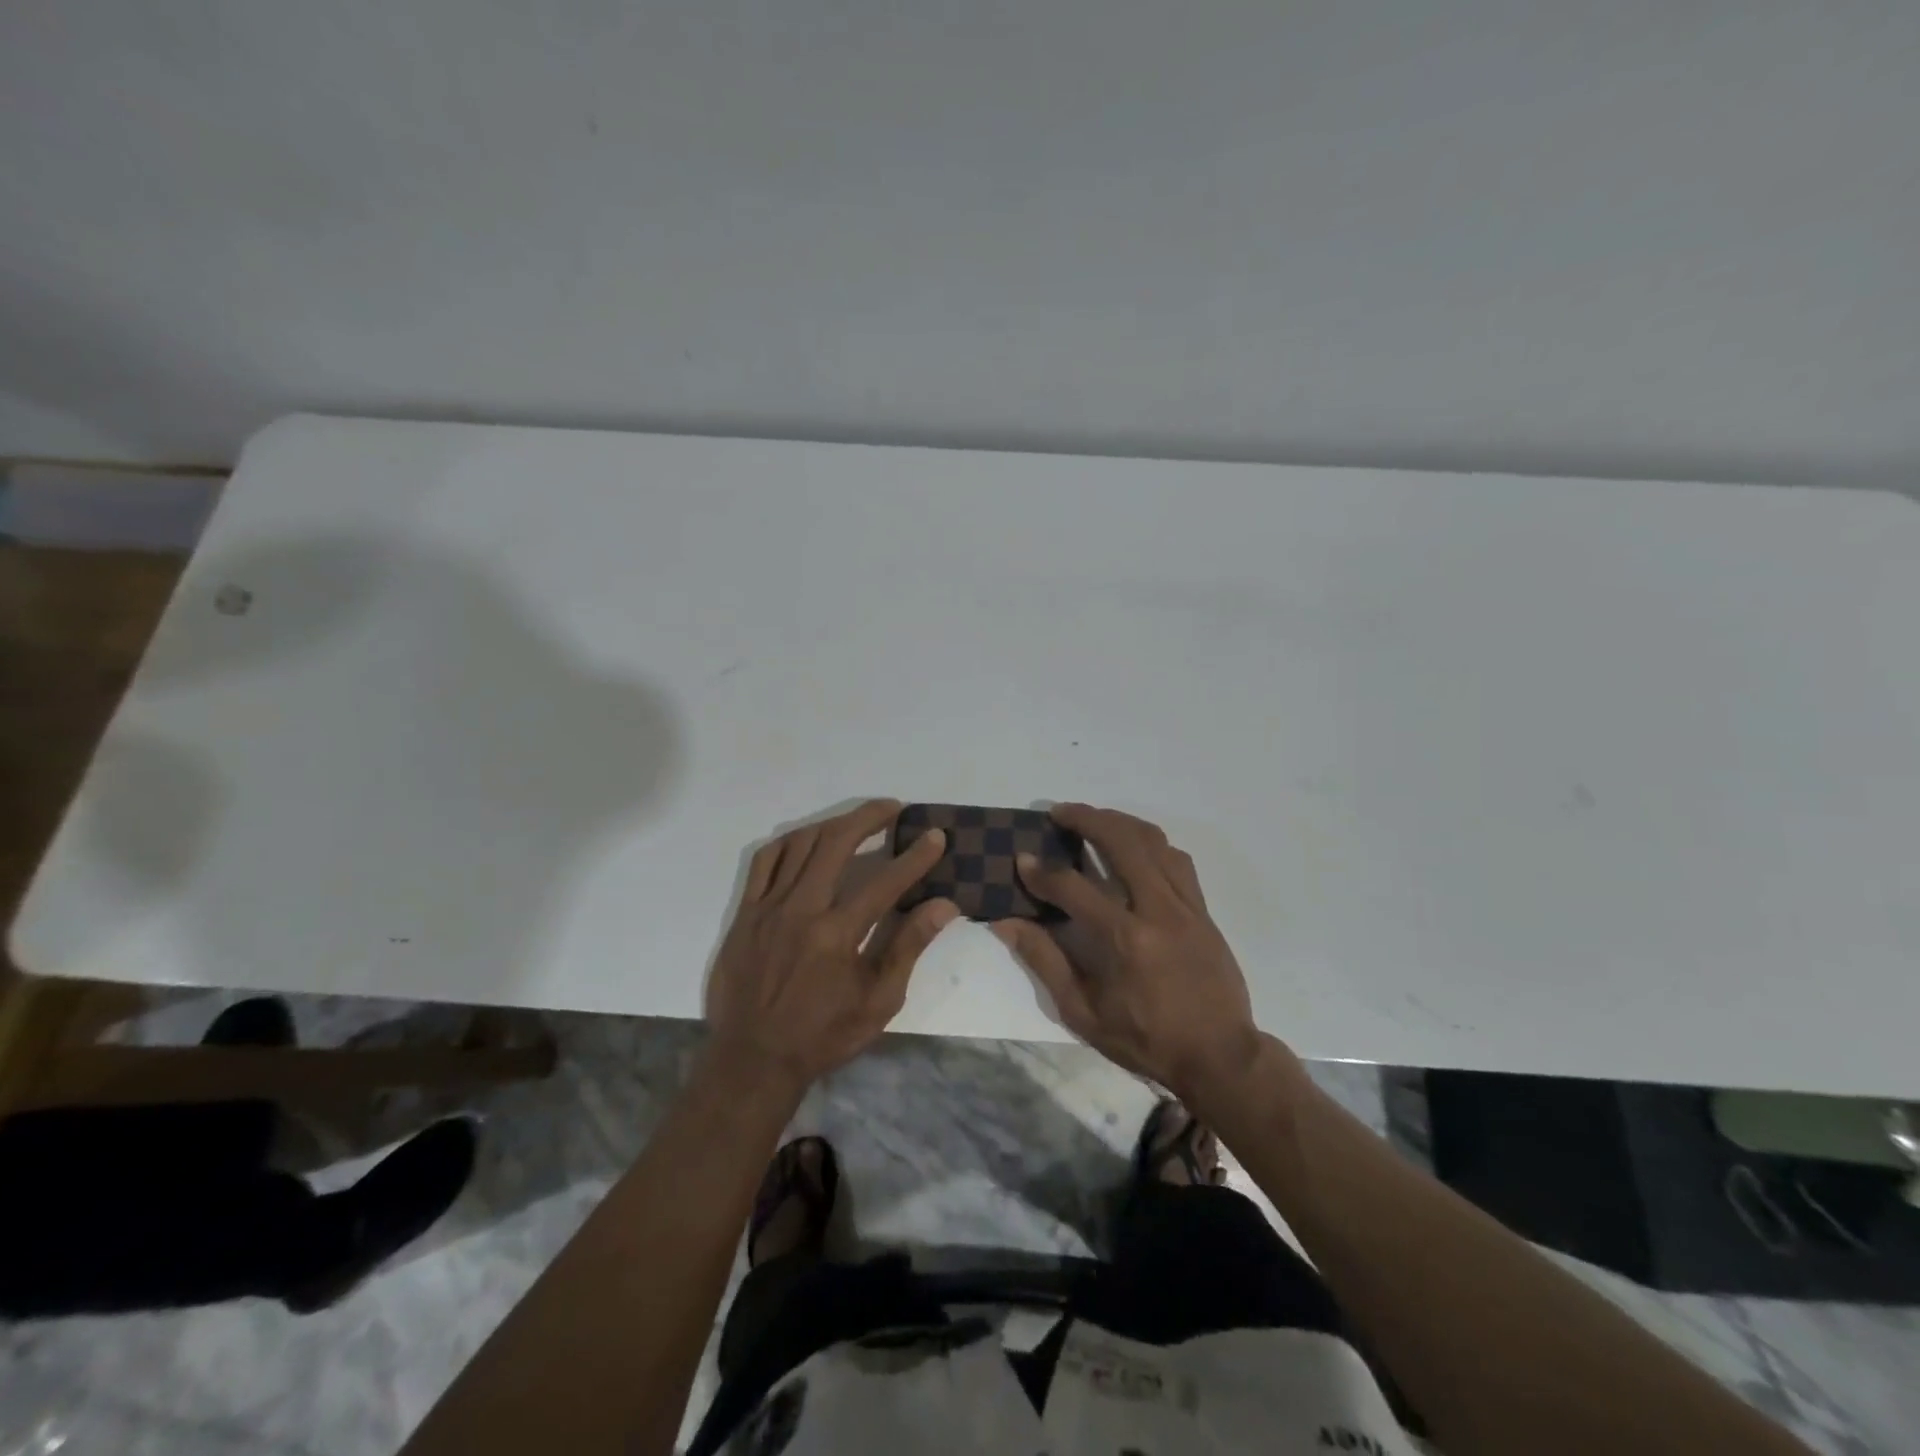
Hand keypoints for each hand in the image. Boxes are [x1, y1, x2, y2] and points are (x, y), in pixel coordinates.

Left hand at [707, 799, 957, 1091]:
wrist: (753, 1060)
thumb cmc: (823, 1035)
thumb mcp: (878, 1002)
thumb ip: (908, 947)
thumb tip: (943, 906)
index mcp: (837, 934)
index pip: (885, 881)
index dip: (915, 856)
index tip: (935, 836)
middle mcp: (801, 909)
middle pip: (837, 843)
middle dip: (869, 817)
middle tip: (894, 808)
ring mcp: (768, 907)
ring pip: (801, 843)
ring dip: (833, 824)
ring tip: (857, 821)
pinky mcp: (746, 912)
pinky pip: (765, 860)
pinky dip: (791, 841)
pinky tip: (808, 840)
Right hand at [992, 804, 1261, 1102]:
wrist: (1220, 1056)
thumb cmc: (1146, 1040)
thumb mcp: (1083, 1012)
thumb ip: (1045, 961)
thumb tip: (1008, 923)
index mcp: (1125, 939)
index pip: (1073, 887)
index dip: (1041, 871)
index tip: (1021, 860)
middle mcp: (1157, 909)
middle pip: (1121, 841)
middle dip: (1086, 818)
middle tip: (1059, 812)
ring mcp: (1186, 905)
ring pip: (1153, 841)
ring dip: (1119, 821)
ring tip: (1094, 819)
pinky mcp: (1203, 909)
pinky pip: (1177, 859)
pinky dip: (1151, 843)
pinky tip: (1135, 847)